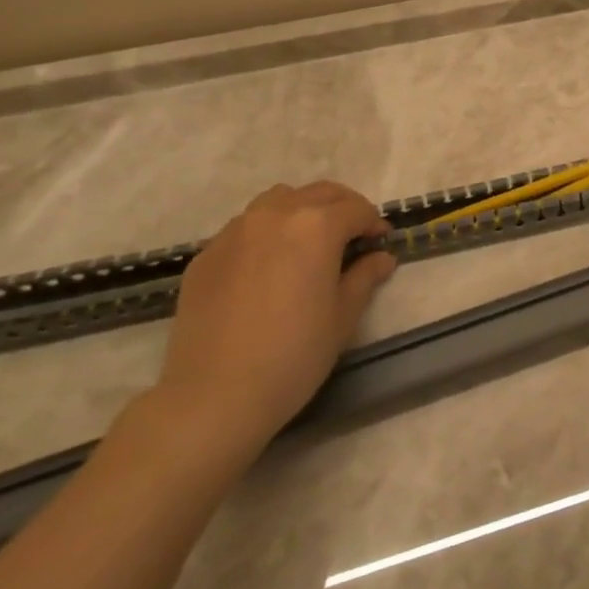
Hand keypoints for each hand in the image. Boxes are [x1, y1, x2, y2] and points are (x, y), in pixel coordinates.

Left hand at [152, 180, 395, 461]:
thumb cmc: (294, 355)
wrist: (214, 395)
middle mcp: (275, 215)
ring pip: (278, 201)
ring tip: (308, 244)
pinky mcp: (207, 254)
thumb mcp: (343, 317)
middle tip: (352, 237)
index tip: (380, 244)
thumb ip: (364, 277)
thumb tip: (381, 257)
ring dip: (301, 211)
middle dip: (342, 208)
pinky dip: (266, 233)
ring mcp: (235, 231)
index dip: (373, 223)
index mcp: (316, 226)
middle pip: (319, 193)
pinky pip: (245, 228)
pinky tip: (268, 268)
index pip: (356, 209)